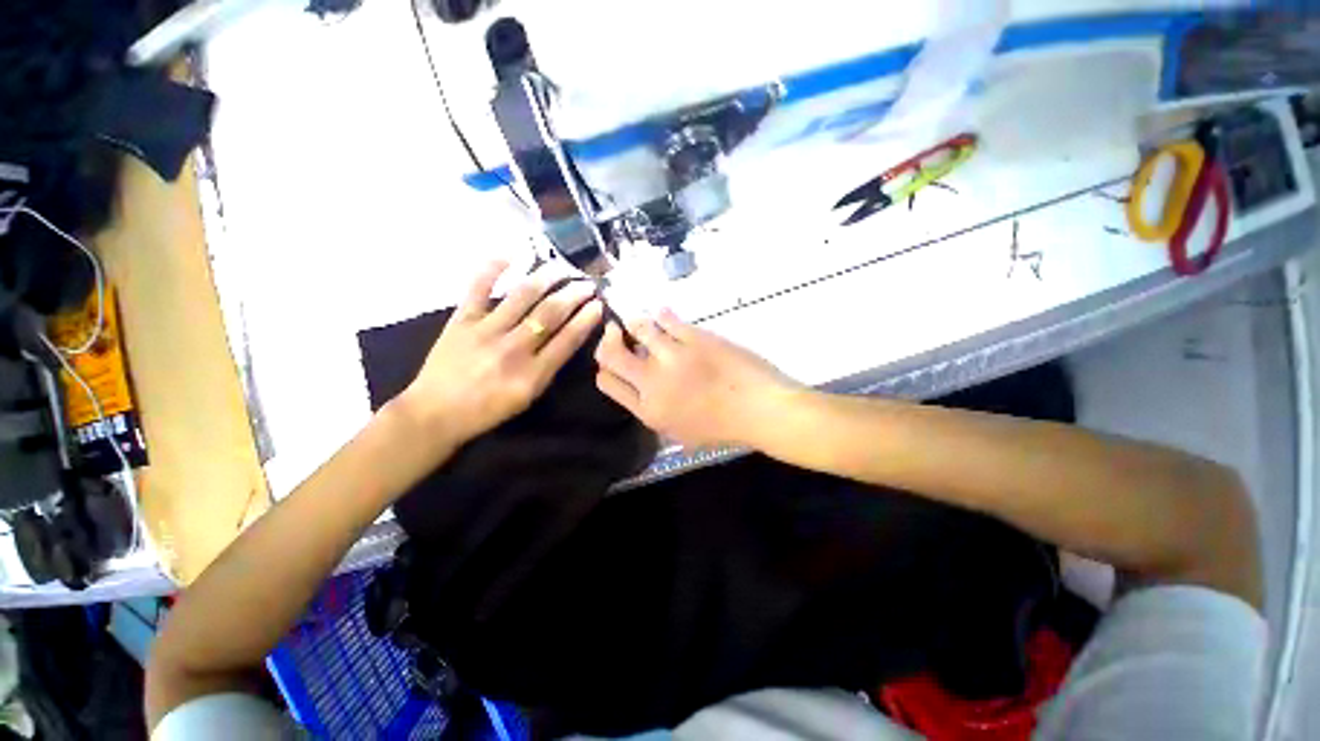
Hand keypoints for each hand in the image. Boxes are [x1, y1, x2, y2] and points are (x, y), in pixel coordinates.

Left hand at [393, 261, 603, 448]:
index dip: (586, 319)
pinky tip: (510, 255)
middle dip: (573, 295)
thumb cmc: (488, 410)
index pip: (568, 339)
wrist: (436, 413)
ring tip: (561, 267)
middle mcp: (513, 349)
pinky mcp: (461, 320)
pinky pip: (478, 288)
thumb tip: (568, 335)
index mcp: (533, 374)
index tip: (599, 304)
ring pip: (522, 296)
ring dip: (546, 277)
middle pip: (550, 313)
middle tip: (588, 283)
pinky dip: (493, 268)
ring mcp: (485, 331)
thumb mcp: (528, 397)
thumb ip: (549, 367)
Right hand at [594, 309, 799, 448]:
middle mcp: (652, 383)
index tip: (614, 359)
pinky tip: (665, 316)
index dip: (604, 367)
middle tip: (615, 332)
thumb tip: (642, 390)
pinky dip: (663, 315)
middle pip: (611, 353)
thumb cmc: (724, 427)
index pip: (607, 382)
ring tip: (645, 323)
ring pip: (638, 328)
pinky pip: (666, 319)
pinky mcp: (693, 337)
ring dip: (637, 323)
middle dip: (609, 339)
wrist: (760, 409)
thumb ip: (656, 412)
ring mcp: (672, 357)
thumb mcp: (682, 433)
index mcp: (648, 411)